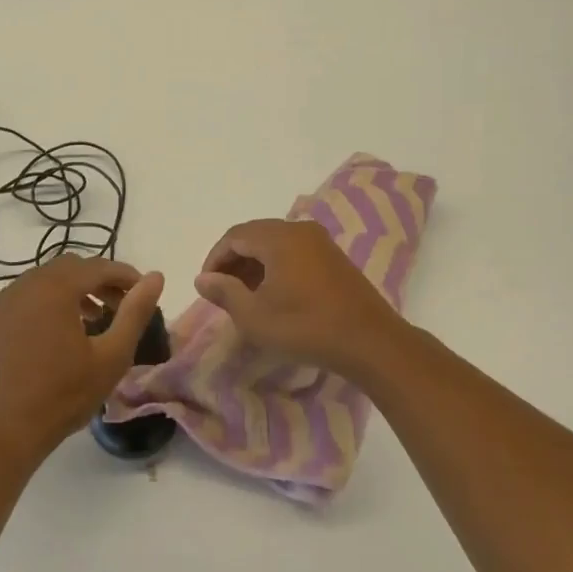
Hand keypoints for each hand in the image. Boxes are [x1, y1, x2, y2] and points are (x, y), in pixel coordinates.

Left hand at [0, 255, 165, 456]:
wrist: (4, 433)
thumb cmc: (65, 395)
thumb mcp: (112, 356)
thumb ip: (135, 312)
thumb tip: (155, 277)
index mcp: (54, 289)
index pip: (97, 266)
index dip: (124, 274)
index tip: (142, 290)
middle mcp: (22, 286)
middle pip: (67, 268)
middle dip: (97, 280)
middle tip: (117, 306)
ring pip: (40, 282)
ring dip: (68, 291)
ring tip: (89, 319)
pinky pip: (17, 301)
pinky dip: (40, 306)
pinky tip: (50, 335)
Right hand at [194, 219, 404, 374]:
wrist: (369, 341)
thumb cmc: (305, 327)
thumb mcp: (254, 316)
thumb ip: (224, 292)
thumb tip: (203, 279)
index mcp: (278, 237)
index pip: (234, 236)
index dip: (215, 258)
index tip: (207, 285)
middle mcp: (300, 230)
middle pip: (255, 235)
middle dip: (234, 260)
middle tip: (223, 290)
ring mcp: (321, 242)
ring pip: (276, 244)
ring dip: (255, 264)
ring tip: (245, 295)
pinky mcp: (334, 258)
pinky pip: (295, 252)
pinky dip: (277, 266)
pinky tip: (275, 294)